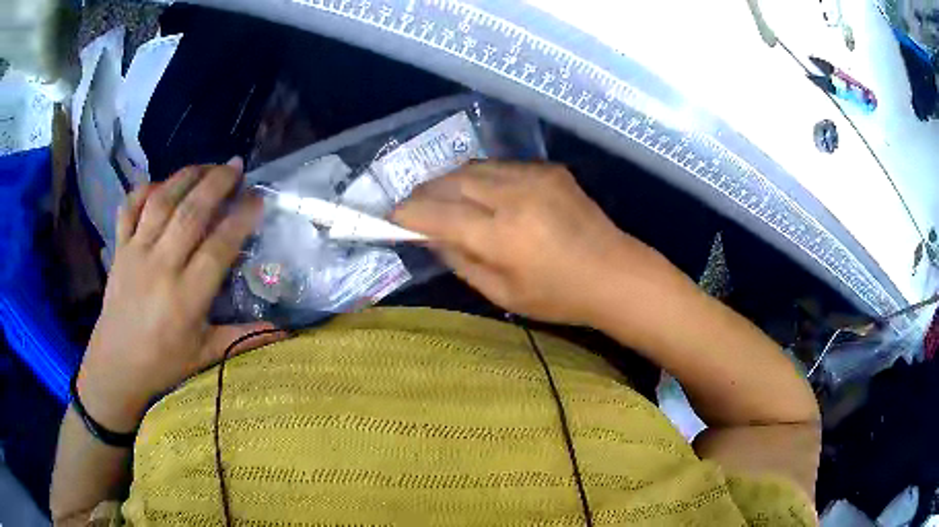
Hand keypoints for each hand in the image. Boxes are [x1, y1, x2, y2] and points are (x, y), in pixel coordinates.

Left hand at [77, 161, 285, 432]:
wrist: (116, 367)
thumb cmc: (163, 364)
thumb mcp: (205, 355)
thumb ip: (242, 337)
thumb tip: (285, 332)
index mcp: (186, 298)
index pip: (219, 247)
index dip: (241, 218)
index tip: (258, 198)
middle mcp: (161, 267)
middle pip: (191, 213)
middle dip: (217, 183)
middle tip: (237, 166)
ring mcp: (136, 253)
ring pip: (162, 202)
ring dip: (186, 176)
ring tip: (207, 165)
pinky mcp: (119, 249)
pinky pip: (130, 208)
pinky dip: (145, 189)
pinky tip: (162, 184)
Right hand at [393, 162, 667, 324]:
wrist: (614, 273)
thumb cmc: (559, 297)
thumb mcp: (503, 294)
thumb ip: (461, 261)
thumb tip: (431, 237)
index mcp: (502, 235)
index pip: (439, 214)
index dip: (409, 214)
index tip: (392, 217)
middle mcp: (514, 196)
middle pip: (452, 181)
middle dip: (425, 192)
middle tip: (413, 206)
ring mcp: (535, 176)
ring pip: (474, 167)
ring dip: (450, 181)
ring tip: (442, 198)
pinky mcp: (550, 169)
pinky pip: (501, 167)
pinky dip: (481, 178)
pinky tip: (483, 195)